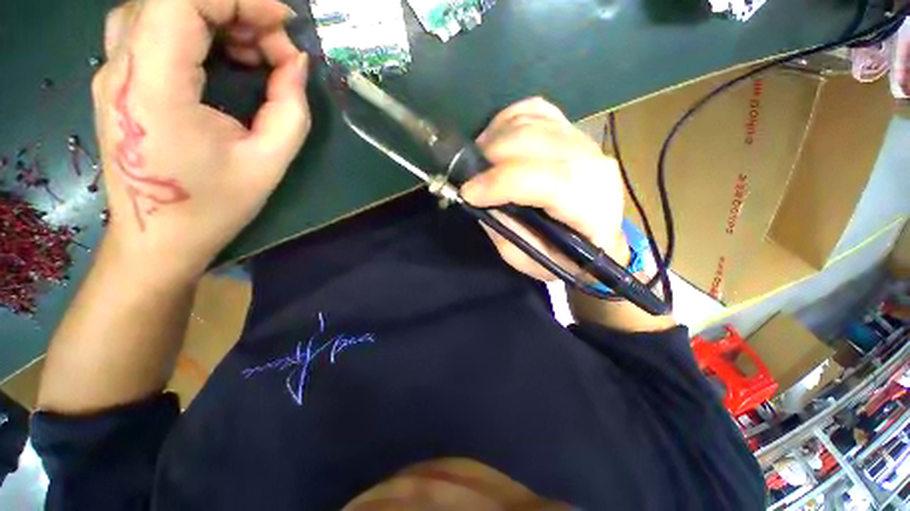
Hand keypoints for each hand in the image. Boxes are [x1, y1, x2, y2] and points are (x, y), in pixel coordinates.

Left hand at [92, 0, 309, 283]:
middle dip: (233, 7)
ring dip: (212, 15)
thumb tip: (296, 65)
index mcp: (153, 87)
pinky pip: (152, 28)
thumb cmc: (214, 207)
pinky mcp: (117, 81)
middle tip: (274, 45)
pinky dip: (193, 28)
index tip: (283, 25)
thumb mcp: (269, 162)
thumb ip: (290, 109)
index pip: (183, 0)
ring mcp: (112, 72)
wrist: (157, 240)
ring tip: (251, 50)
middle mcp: (121, 68)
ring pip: (159, 7)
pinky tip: (222, 56)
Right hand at [461, 98, 628, 281]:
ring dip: (494, 139)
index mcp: (591, 207)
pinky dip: (507, 120)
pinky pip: (535, 110)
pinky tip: (495, 140)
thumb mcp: (531, 260)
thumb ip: (506, 232)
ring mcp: (584, 142)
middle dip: (490, 157)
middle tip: (470, 177)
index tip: (467, 193)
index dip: (501, 183)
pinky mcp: (572, 130)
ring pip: (531, 122)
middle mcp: (594, 165)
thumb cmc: (565, 258)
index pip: (548, 181)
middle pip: (534, 142)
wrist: (599, 239)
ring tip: (479, 163)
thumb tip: (480, 199)